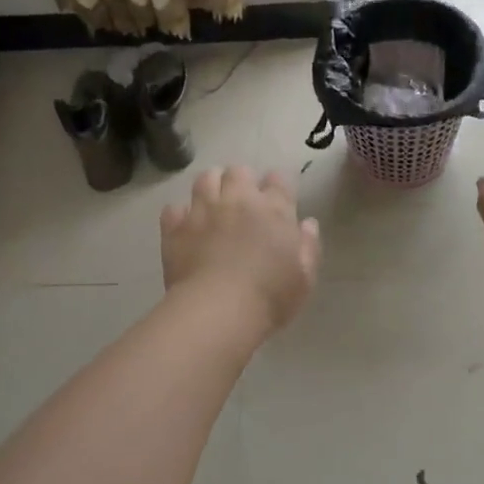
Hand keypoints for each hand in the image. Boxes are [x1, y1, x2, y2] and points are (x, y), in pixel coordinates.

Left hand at [161, 166, 320, 333]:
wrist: (219, 311)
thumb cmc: (271, 296)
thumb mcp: (304, 277)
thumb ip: (308, 245)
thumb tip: (307, 223)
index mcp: (274, 210)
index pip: (277, 180)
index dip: (276, 186)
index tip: (275, 200)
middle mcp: (238, 200)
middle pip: (238, 172)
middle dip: (241, 182)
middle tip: (242, 203)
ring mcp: (203, 211)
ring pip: (205, 179)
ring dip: (211, 187)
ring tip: (213, 205)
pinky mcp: (176, 228)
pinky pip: (174, 208)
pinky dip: (180, 215)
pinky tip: (186, 228)